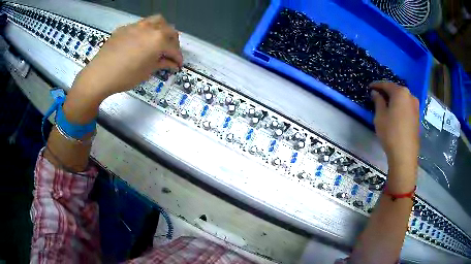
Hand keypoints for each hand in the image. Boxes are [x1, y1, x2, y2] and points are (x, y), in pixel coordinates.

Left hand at [63, 15, 182, 123]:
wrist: (99, 75)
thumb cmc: (125, 76)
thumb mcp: (146, 72)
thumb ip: (162, 63)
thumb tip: (173, 64)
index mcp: (158, 40)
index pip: (174, 48)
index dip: (178, 58)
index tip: (178, 65)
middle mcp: (150, 28)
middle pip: (169, 30)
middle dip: (173, 41)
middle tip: (170, 52)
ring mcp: (136, 25)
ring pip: (156, 21)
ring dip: (162, 29)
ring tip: (158, 40)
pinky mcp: (125, 28)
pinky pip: (140, 25)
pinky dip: (146, 31)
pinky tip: (140, 41)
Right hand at [370, 82, 419, 191]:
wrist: (405, 154)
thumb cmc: (391, 132)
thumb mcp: (380, 116)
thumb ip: (378, 101)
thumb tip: (375, 93)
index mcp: (401, 92)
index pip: (386, 84)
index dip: (377, 85)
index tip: (369, 87)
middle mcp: (410, 96)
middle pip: (396, 90)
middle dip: (386, 92)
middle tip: (377, 96)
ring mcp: (416, 107)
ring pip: (402, 99)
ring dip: (394, 100)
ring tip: (386, 105)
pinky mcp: (417, 117)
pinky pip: (407, 107)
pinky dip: (400, 107)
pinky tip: (395, 114)